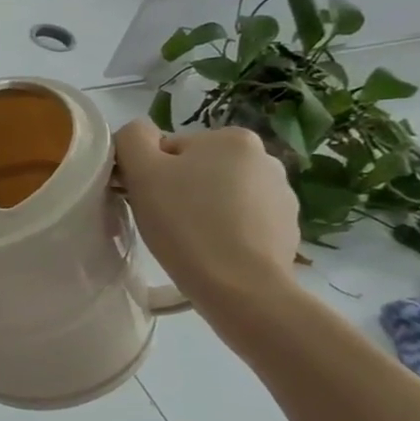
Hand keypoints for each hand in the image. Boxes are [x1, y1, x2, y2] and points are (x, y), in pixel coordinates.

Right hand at [114, 121, 299, 307]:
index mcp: (232, 138)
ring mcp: (282, 194)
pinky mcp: (287, 227)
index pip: (170, 149)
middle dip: (179, 190)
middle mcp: (265, 158)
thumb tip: (138, 133)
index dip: (150, 174)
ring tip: (190, 240)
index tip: (146, 201)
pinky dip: (226, 230)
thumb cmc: (185, 223)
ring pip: (221, 195)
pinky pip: (243, 220)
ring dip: (203, 210)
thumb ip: (132, 139)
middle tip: (165, 222)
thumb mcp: (142, 171)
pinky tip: (214, 251)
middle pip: (198, 169)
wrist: (240, 286)